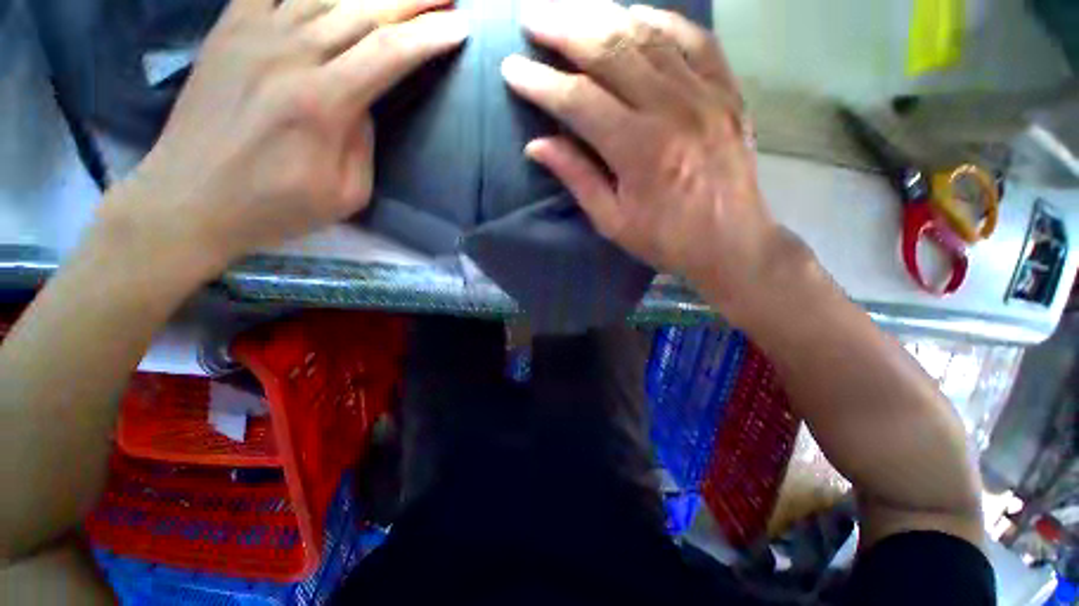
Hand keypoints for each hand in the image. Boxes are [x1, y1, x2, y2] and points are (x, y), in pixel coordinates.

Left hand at [107, 0, 467, 270]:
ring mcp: (255, 34)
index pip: (389, 54)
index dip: (428, 37)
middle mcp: (291, 55)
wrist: (191, 197)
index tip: (459, 28)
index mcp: (323, 103)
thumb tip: (364, 102)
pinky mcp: (229, 29)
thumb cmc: (276, 205)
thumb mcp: (346, 192)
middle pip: (363, 11)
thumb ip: (364, 143)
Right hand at [501, 0, 783, 314]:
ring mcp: (705, 93)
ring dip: (603, 15)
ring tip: (570, 10)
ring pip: (647, 34)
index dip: (541, 83)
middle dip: (563, 28)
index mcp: (640, 150)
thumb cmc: (666, 240)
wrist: (731, 242)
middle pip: (611, 50)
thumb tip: (537, 146)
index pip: (579, 101)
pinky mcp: (726, 90)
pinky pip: (693, 38)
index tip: (511, 69)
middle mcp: (672, 108)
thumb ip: (577, 178)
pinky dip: (659, 20)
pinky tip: (633, 15)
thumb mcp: (613, 221)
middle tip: (531, 18)